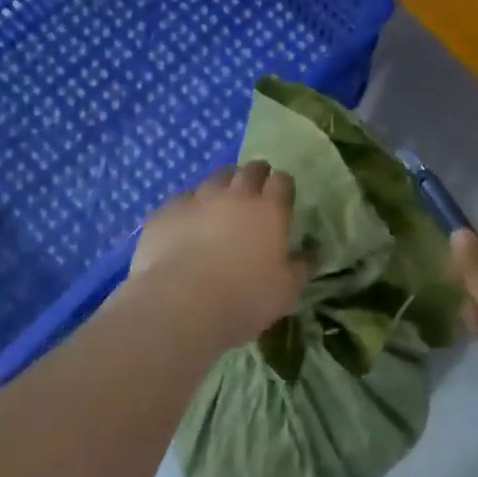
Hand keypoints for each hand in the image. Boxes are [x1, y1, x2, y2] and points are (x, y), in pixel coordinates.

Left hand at [128, 162, 311, 348]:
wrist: (180, 306)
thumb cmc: (244, 300)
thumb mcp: (286, 292)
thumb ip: (301, 268)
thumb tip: (310, 254)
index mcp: (270, 210)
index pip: (282, 181)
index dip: (283, 186)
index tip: (282, 196)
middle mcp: (236, 195)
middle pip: (250, 170)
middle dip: (256, 174)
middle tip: (254, 190)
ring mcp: (198, 199)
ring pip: (215, 178)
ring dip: (222, 186)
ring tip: (220, 203)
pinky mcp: (167, 211)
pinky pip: (182, 200)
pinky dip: (189, 207)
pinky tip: (186, 224)